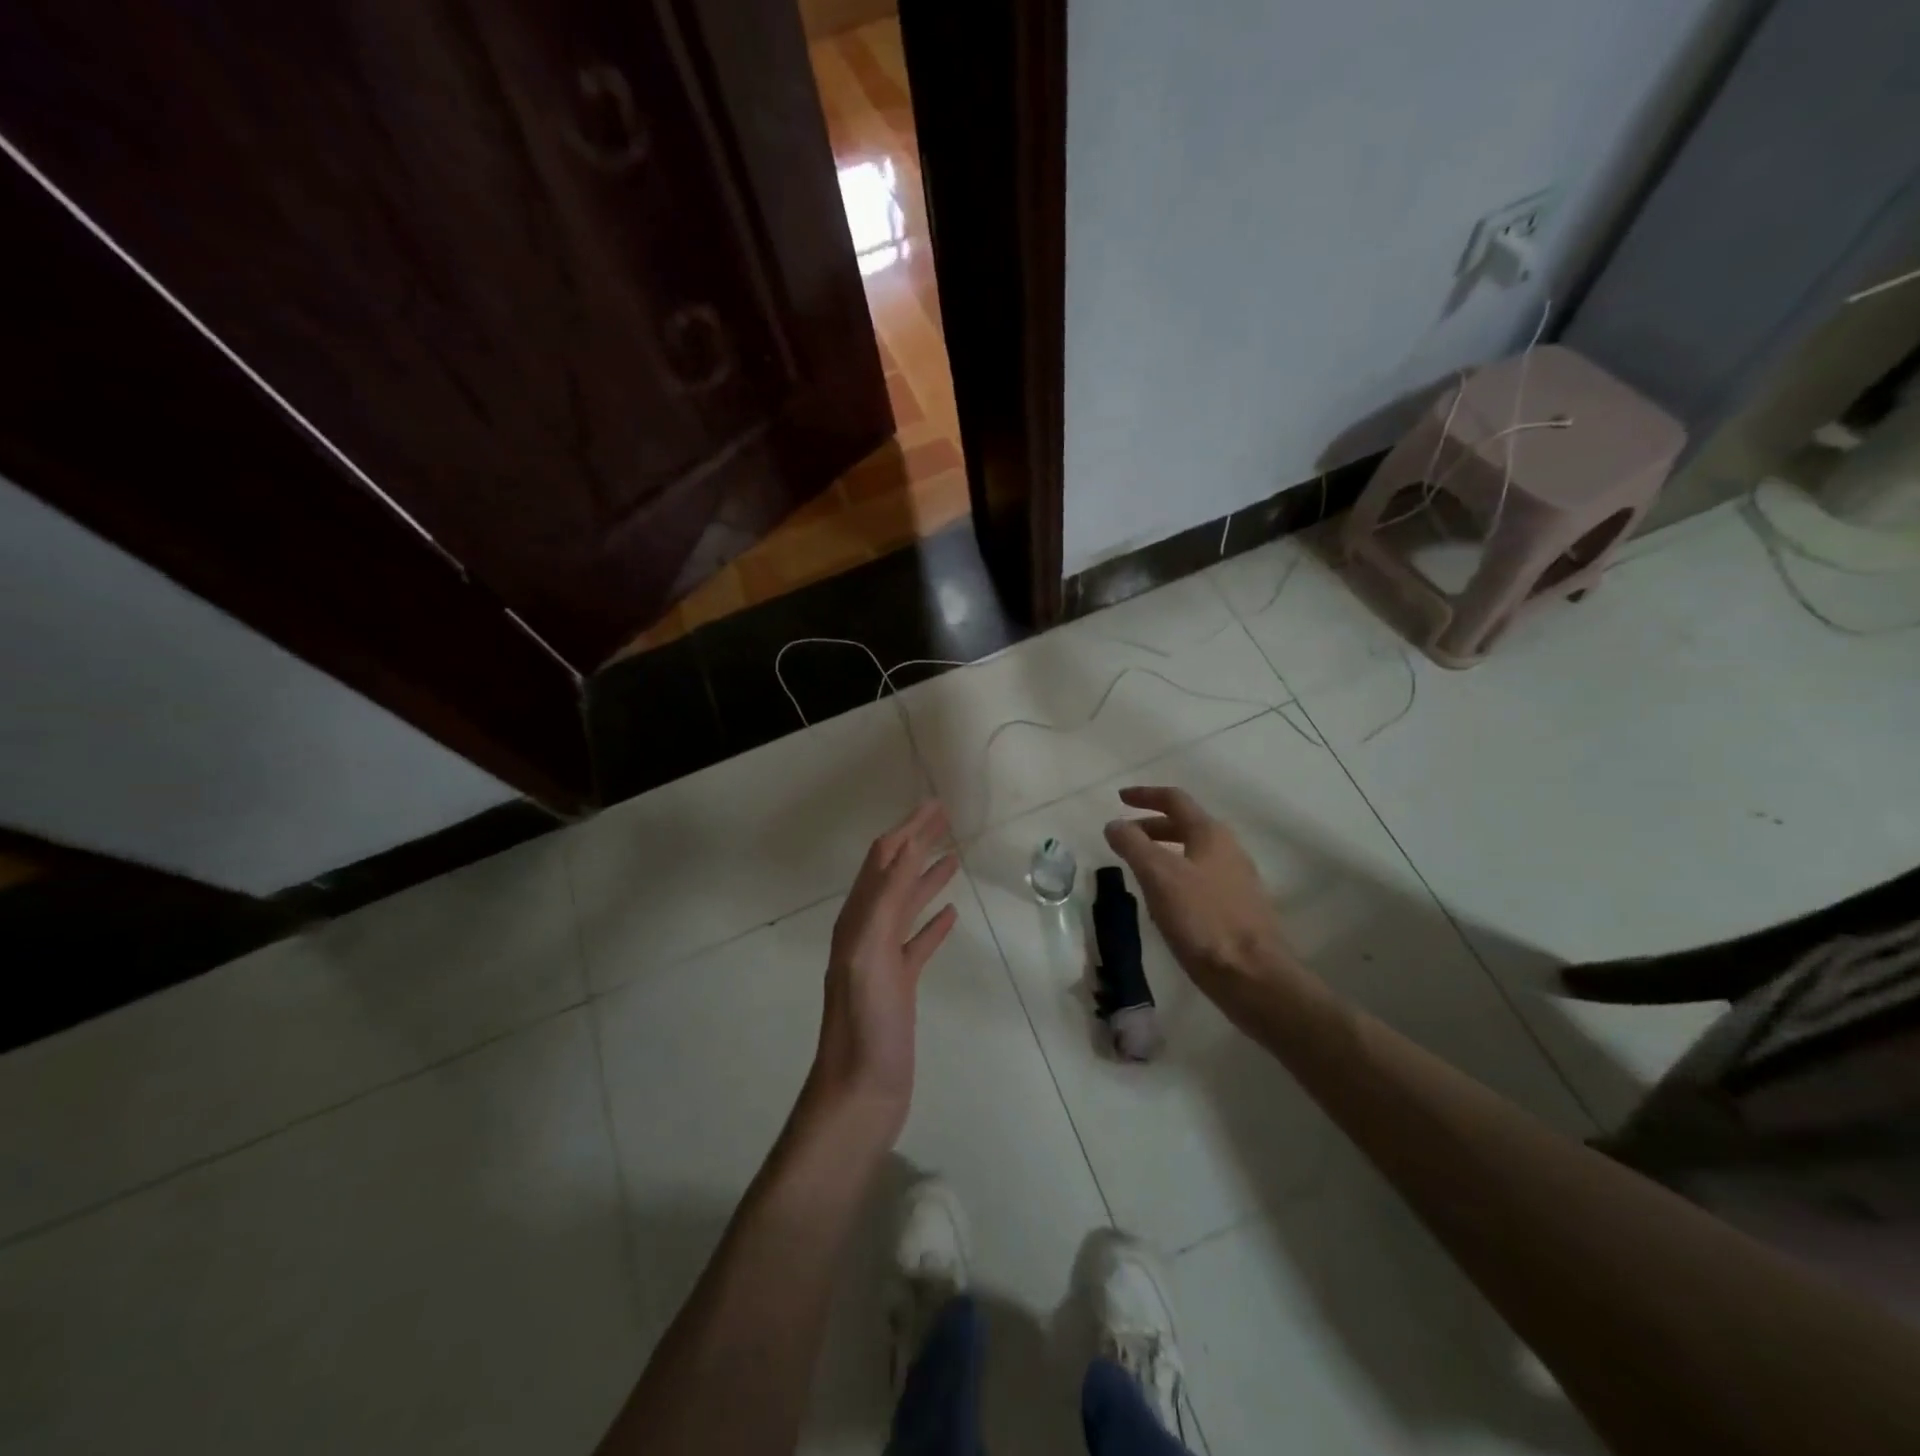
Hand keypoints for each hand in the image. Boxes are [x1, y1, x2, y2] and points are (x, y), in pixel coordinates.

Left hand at [809, 801, 959, 1136]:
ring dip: (927, 876)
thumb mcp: (870, 955)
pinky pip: (918, 941)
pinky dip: (933, 922)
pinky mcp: (899, 984)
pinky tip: (951, 915)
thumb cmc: (866, 1024)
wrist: (861, 1092)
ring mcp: (883, 959)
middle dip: (917, 842)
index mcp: (857, 920)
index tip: (935, 804)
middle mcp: (866, 931)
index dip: (907, 829)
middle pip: (895, 874)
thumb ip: (884, 903)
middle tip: (946, 818)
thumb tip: (904, 848)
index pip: (884, 859)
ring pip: (907, 905)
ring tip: (952, 856)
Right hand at [1103, 787, 1310, 1009]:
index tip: (1119, 799)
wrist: (1252, 976)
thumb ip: (1133, 845)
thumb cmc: (1203, 919)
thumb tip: (1114, 824)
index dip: (1145, 795)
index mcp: (1210, 834)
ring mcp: (1237, 879)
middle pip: (1185, 824)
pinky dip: (1177, 874)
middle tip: (1124, 836)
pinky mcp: (1238, 907)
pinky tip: (1165, 898)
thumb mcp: (1159, 877)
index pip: (1175, 800)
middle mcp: (1228, 849)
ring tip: (1139, 867)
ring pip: (1193, 852)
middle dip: (1152, 826)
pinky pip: (1201, 877)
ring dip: (1164, 850)